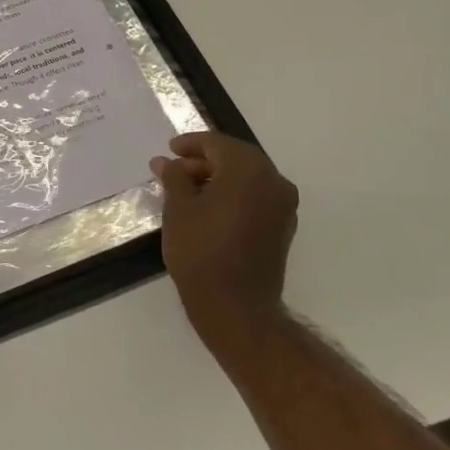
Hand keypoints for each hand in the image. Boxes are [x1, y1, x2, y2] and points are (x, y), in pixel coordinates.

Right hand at [149, 132, 299, 369]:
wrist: (235, 306)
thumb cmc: (201, 251)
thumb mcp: (178, 209)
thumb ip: (174, 178)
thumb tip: (166, 162)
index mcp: (249, 170)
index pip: (217, 143)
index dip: (190, 144)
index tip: (169, 150)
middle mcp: (274, 181)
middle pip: (236, 158)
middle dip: (204, 161)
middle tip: (175, 170)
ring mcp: (283, 206)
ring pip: (248, 178)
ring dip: (219, 178)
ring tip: (187, 190)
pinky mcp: (283, 227)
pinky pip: (256, 197)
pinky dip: (233, 194)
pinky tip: (208, 207)